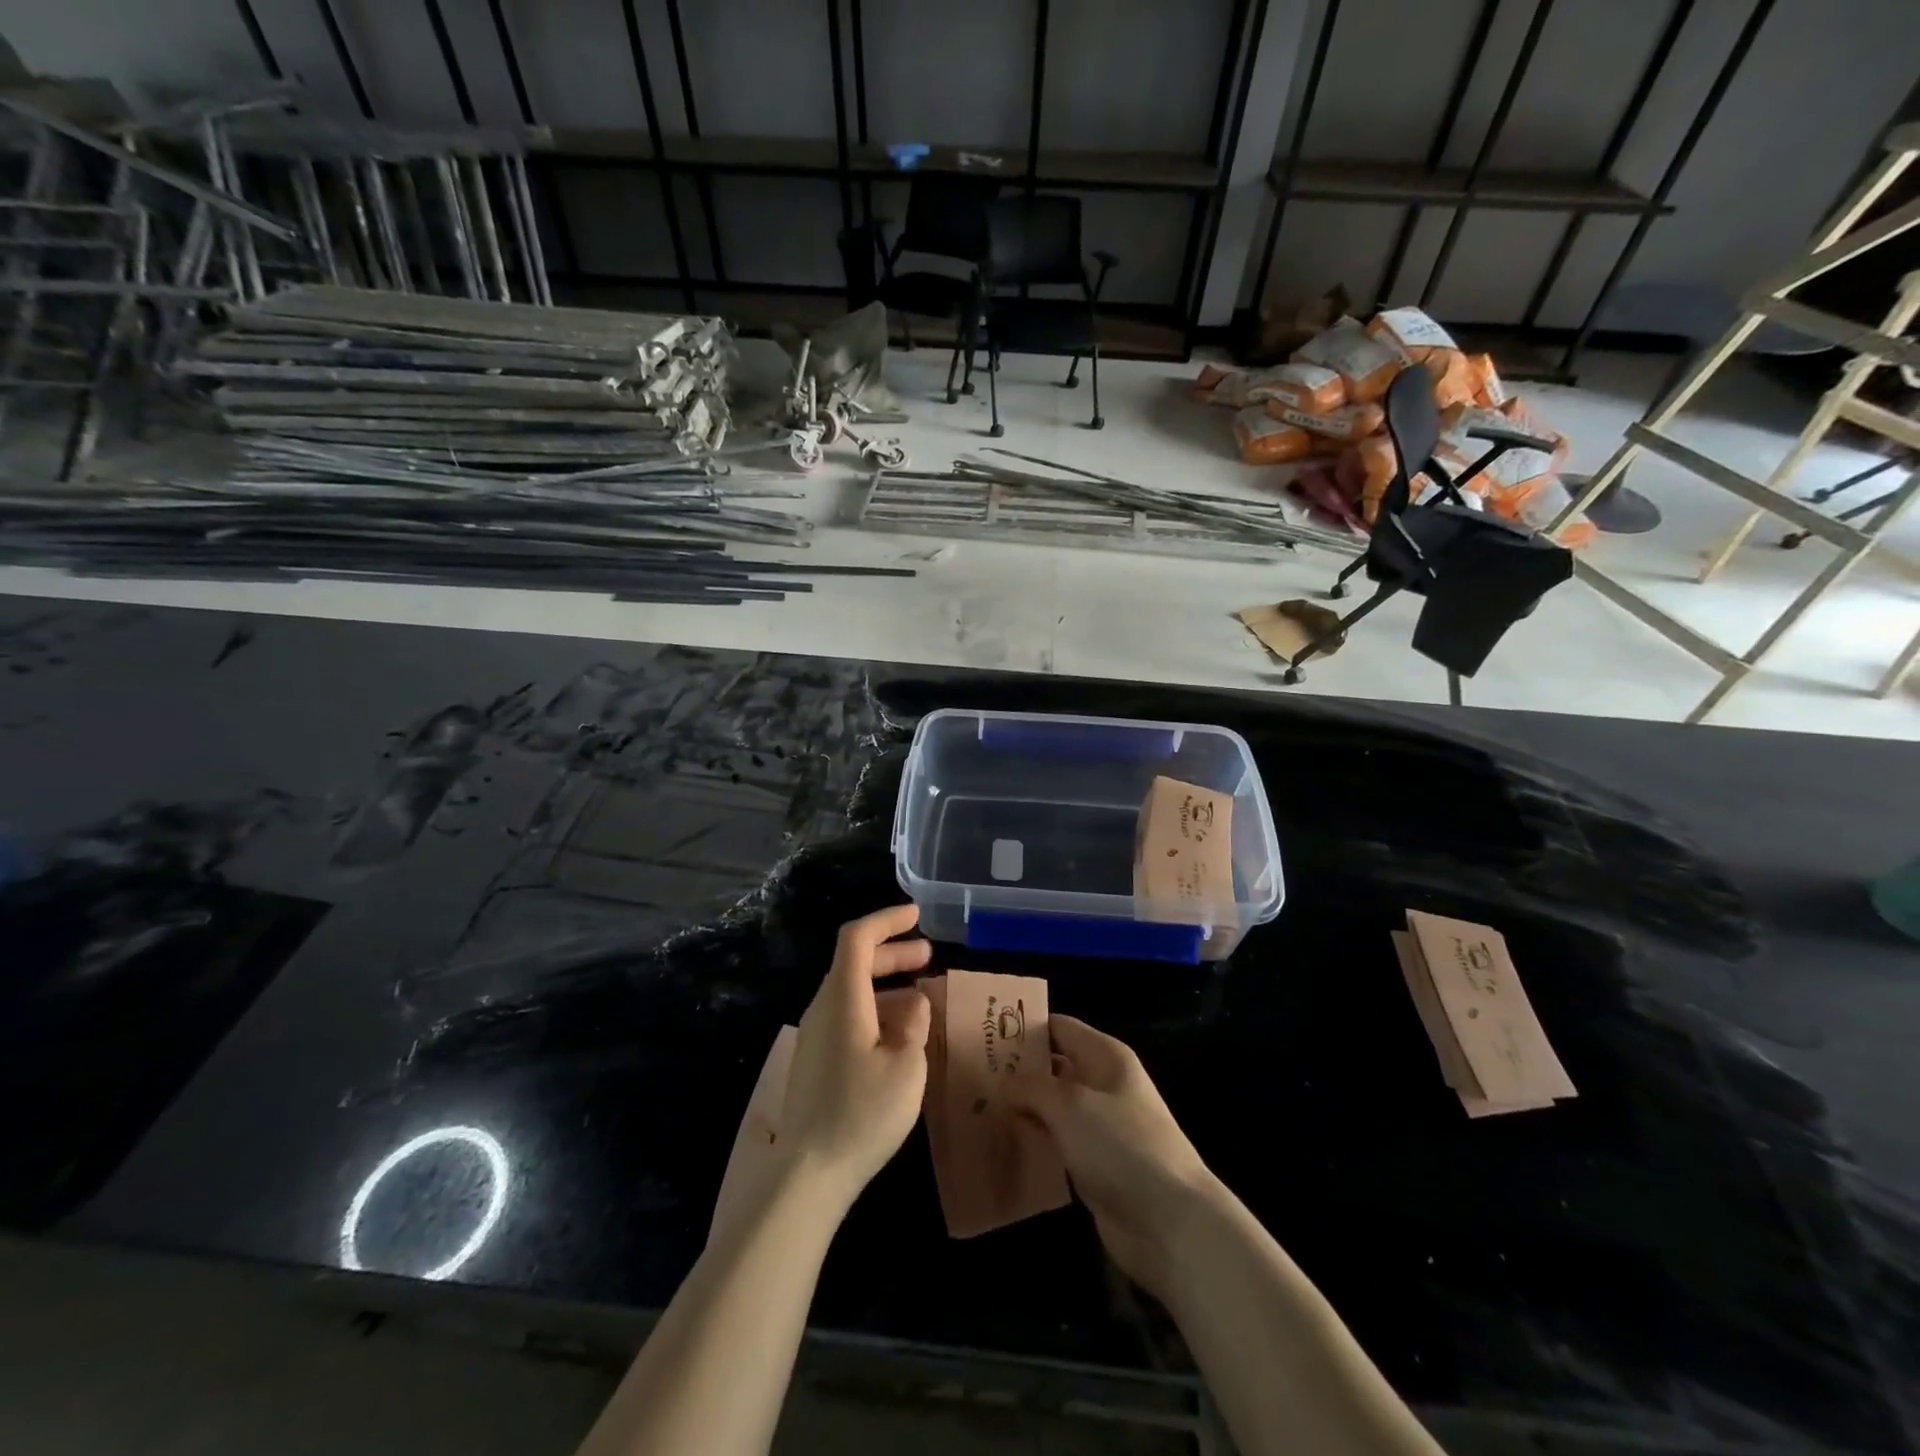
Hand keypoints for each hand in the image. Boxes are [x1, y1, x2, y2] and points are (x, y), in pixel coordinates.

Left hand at [777, 905, 932, 1213]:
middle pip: (855, 962)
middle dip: (893, 954)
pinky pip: (847, 1016)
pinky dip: (876, 1011)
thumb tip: (914, 1004)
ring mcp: (815, 1035)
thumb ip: (915, 1023)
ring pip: (852, 991)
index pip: (858, 938)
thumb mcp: (906, 1066)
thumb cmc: (862, 1114)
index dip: (887, 920)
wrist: (808, 1174)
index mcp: (842, 999)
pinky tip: (900, 1036)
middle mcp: (823, 1007)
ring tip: (923, 1001)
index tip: (917, 917)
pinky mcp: (815, 1059)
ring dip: (888, 986)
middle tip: (929, 957)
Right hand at [1004, 1015, 1220, 1300]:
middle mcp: (1104, 1084)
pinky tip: (1002, 1144)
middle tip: (970, 1076)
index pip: (1059, 1027)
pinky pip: (1058, 1142)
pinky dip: (1034, 1140)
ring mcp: (1101, 1126)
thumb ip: (1031, 1086)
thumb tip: (1002, 1081)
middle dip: (1017, 1071)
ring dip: (1022, 1108)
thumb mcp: (1069, 1105)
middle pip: (1054, 1067)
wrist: (1169, 1224)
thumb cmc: (1120, 1146)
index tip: (982, 1034)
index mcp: (1105, 1056)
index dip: (1024, 1028)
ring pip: (1053, 1107)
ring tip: (976, 1109)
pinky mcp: (1096, 1164)